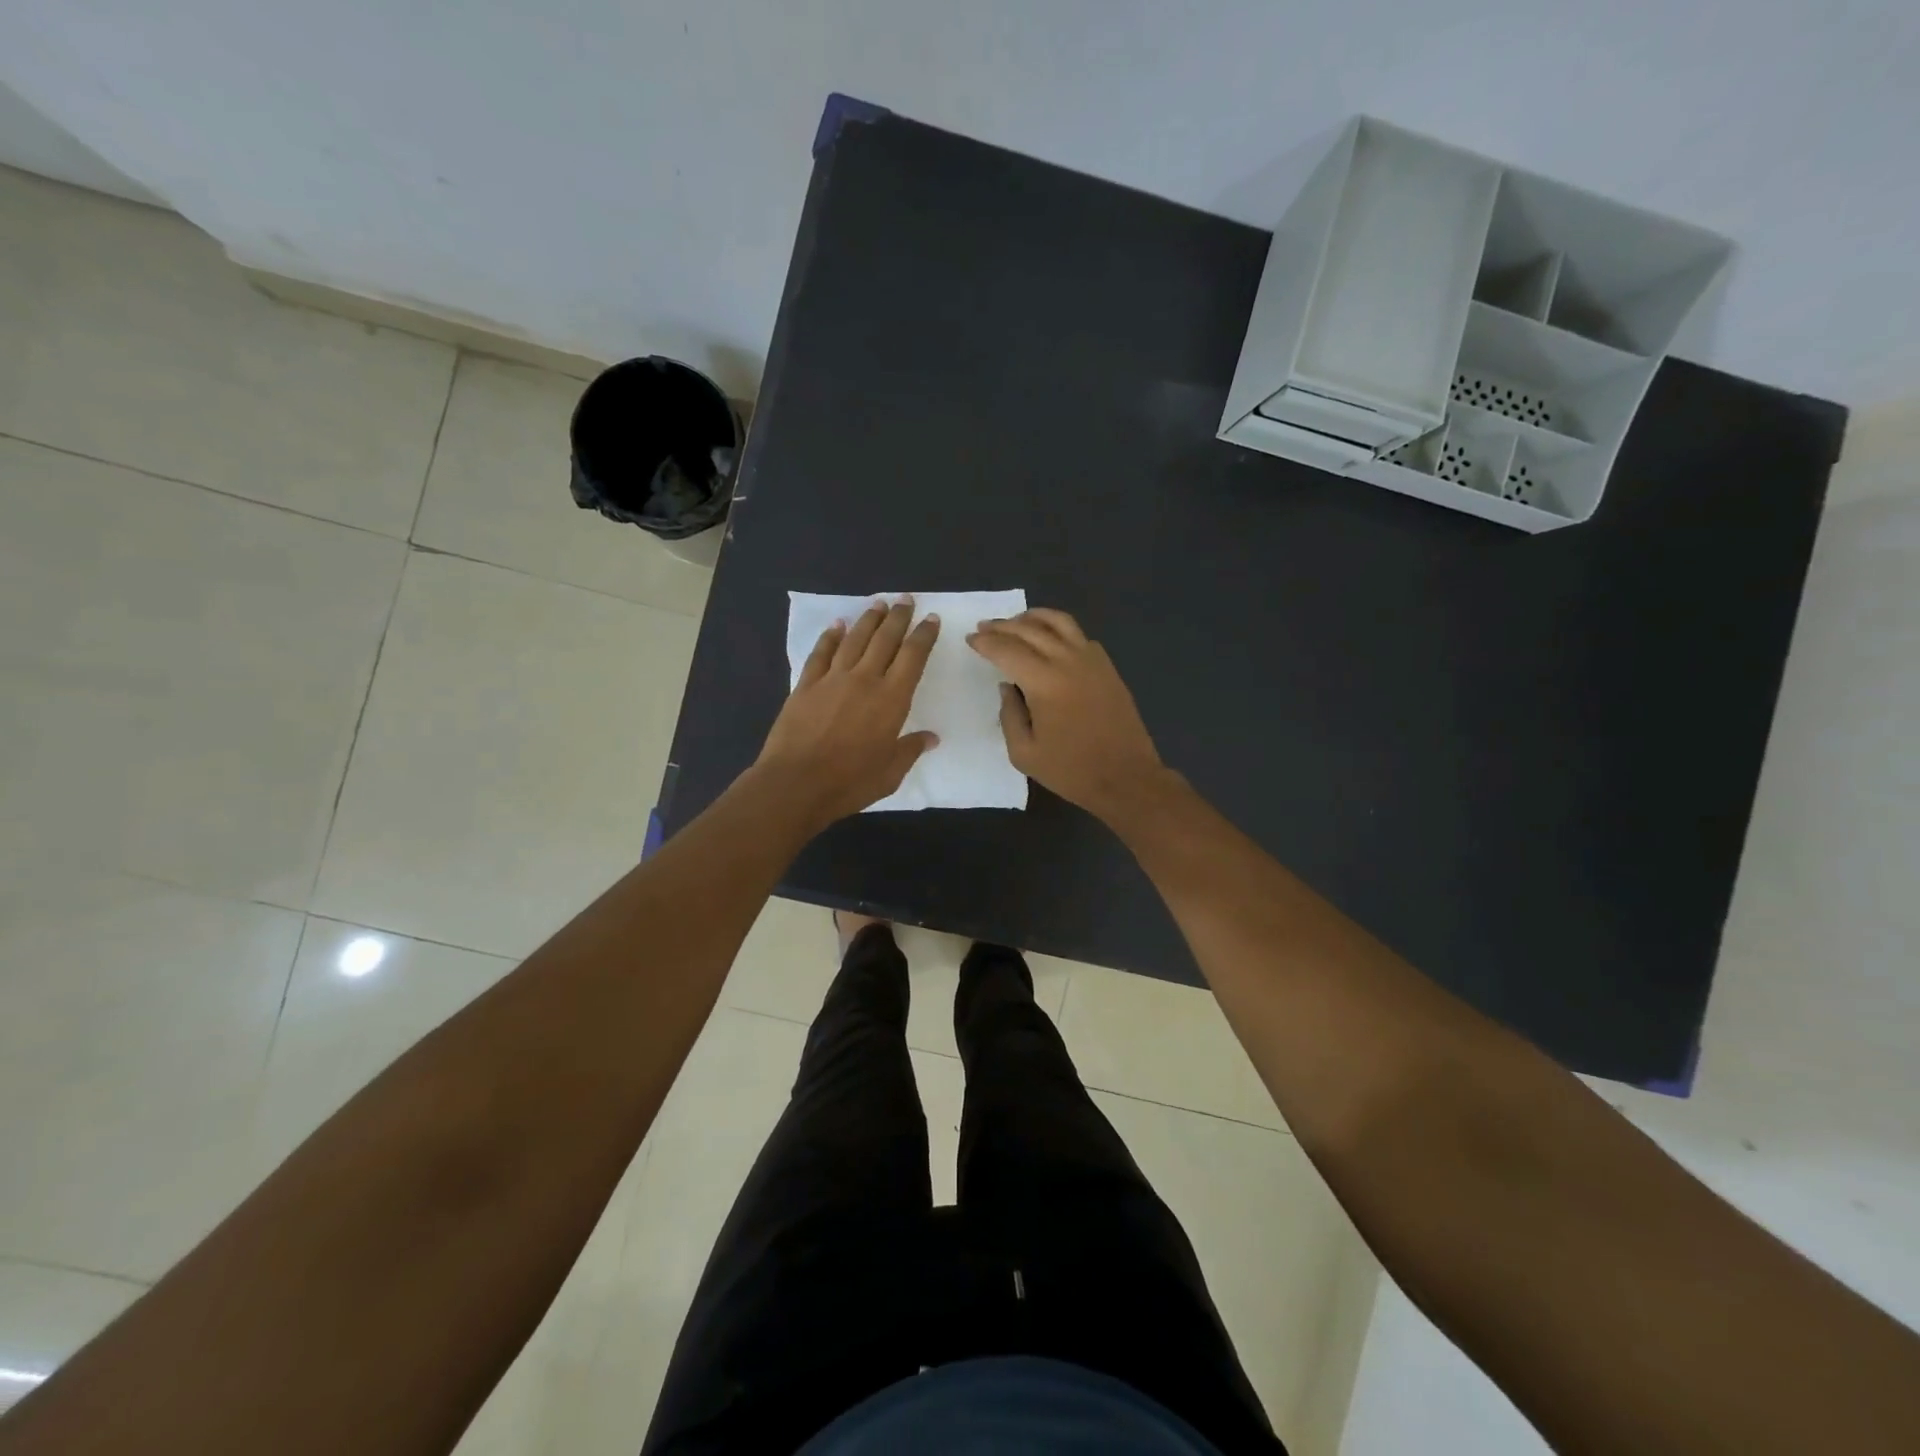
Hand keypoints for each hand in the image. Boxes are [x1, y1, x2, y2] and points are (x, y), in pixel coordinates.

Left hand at [754, 598, 939, 824]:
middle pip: (885, 639)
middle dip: (898, 617)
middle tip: (906, 599)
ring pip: (854, 639)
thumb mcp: (890, 772)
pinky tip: (837, 625)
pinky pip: (821, 653)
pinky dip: (830, 637)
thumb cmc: (850, 781)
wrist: (796, 783)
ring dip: (868, 619)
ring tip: (878, 604)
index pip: (913, 657)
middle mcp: (865, 679)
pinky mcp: (806, 685)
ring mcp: (832, 679)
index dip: (924, 635)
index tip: (931, 619)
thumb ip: (910, 750)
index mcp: (891, 699)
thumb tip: (931, 738)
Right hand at [967, 608, 1167, 818]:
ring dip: (1033, 617)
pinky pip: (1080, 636)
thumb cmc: (1071, 770)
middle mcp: (1068, 661)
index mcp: (1044, 683)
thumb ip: (1009, 715)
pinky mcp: (1107, 667)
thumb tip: (1007, 687)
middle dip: (1003, 626)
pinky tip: (1051, 639)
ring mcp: (1092, 661)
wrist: (1126, 777)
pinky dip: (1060, 629)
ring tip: (1016, 621)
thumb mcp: (1025, 752)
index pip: (1007, 650)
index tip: (971, 639)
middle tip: (985, 626)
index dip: (986, 643)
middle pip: (1030, 630)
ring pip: (1060, 622)